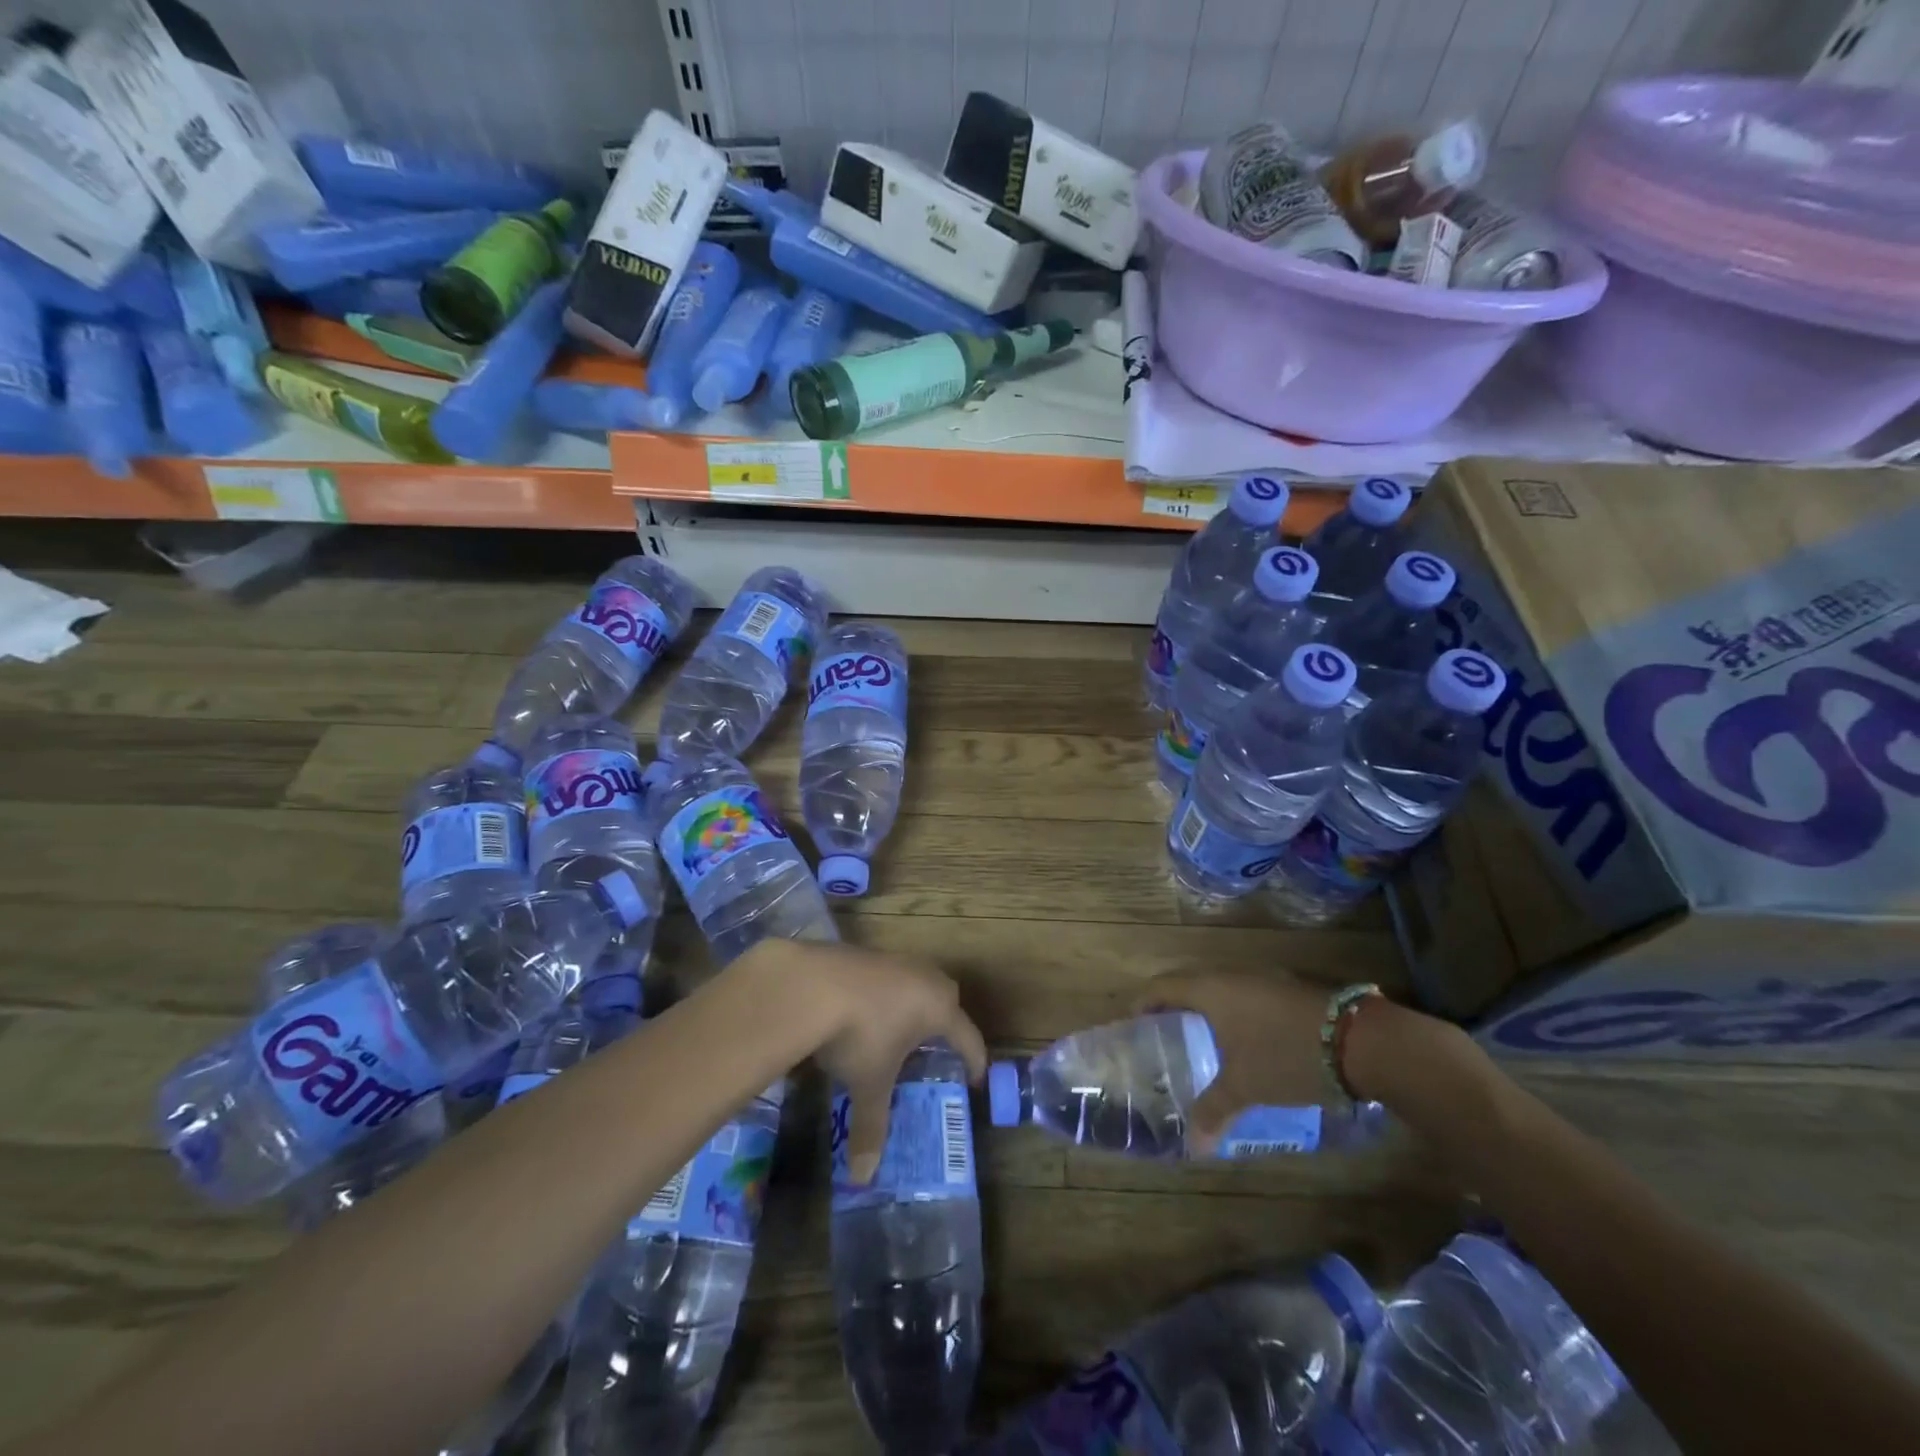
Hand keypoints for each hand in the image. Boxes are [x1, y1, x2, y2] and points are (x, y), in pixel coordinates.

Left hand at [742, 940, 986, 1182]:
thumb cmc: (858, 1035)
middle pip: (947, 998)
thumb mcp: (868, 1084)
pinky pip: (887, 974)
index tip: (974, 1079)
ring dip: (913, 1002)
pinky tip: (863, 1009)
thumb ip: (871, 1127)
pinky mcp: (866, 952)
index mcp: (939, 1008)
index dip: (974, 1061)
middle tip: (936, 1049)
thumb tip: (862, 1178)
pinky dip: (884, 992)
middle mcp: (925, 977)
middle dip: (946, 1023)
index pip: (968, 1037)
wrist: (812, 984)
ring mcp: (895, 960)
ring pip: (916, 980)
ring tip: (898, 1029)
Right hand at [1134, 970, 1339, 1154]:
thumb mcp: (1245, 1087)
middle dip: (1173, 1005)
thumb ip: (1213, 1110)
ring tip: (1198, 1038)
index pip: (1162, 986)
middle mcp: (1231, 975)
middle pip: (1190, 984)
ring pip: (1221, 989)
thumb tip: (1192, 1146)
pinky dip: (1233, 1013)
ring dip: (1206, 1009)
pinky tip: (1241, 1040)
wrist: (1359, 1041)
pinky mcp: (1287, 990)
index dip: (1143, 1002)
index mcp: (1210, 989)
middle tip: (1162, 1033)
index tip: (1131, 1021)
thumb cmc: (1285, 1056)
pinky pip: (1245, 996)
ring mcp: (1263, 979)